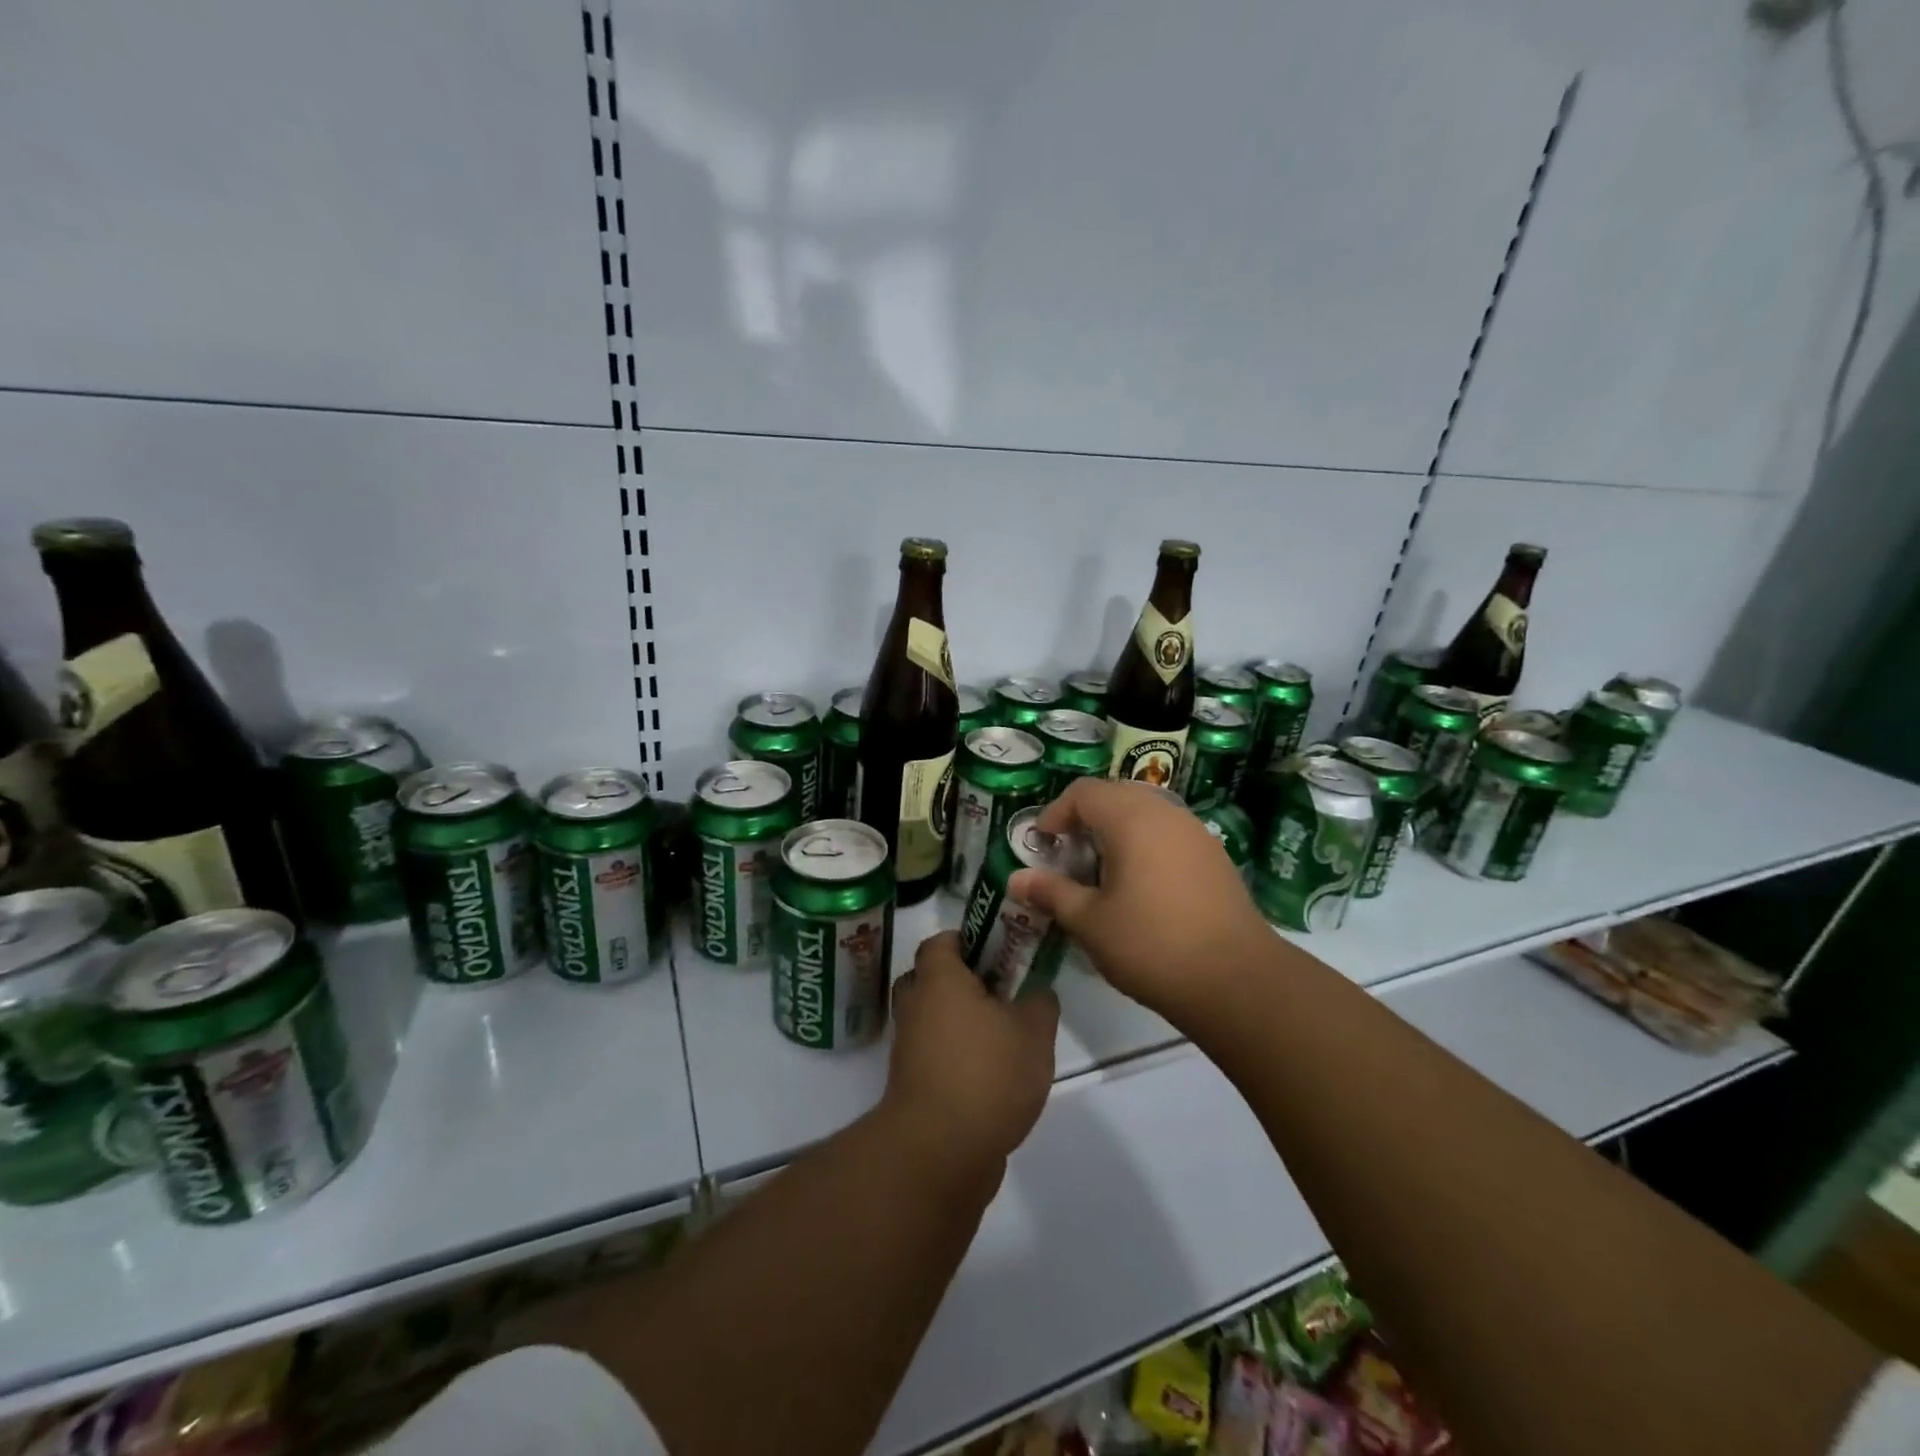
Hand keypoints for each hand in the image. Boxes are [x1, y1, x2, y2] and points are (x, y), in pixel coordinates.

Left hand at [884, 931, 1057, 1171]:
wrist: (941, 1151)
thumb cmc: (987, 1073)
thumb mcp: (1034, 1032)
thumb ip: (1039, 1003)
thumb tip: (1036, 993)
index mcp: (938, 979)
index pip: (941, 941)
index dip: (968, 940)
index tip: (999, 951)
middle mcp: (915, 1005)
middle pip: (930, 977)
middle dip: (961, 980)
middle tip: (999, 990)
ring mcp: (908, 1047)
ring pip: (931, 1018)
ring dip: (958, 1021)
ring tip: (1002, 1035)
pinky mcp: (911, 1083)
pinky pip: (933, 1053)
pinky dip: (954, 1055)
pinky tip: (991, 1072)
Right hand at [1010, 778, 1270, 1021]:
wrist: (1236, 980)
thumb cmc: (1151, 945)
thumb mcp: (1090, 922)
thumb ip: (1051, 893)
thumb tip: (1016, 879)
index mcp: (1131, 818)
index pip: (1083, 793)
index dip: (1055, 813)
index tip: (1042, 846)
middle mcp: (1165, 812)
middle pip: (1115, 796)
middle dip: (1084, 820)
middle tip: (1067, 857)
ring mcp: (1195, 832)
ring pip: (1144, 813)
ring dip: (1115, 832)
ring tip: (1101, 873)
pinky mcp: (1214, 855)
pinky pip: (1167, 833)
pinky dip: (1144, 845)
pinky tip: (1139, 886)